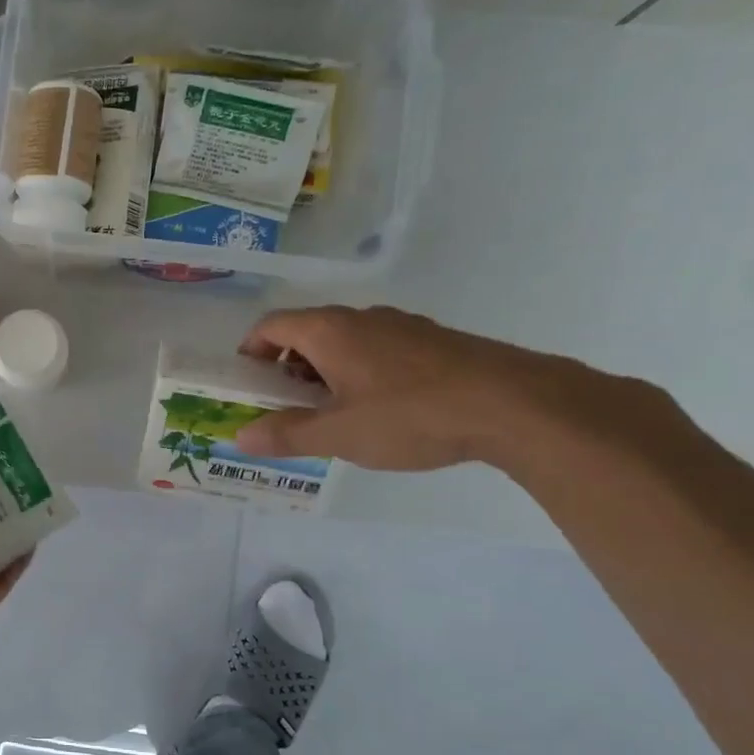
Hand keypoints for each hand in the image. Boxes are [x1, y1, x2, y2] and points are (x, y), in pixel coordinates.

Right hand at [232, 306, 632, 470]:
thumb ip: (286, 434)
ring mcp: (401, 326)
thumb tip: (239, 437)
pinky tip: (381, 410)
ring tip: (334, 414)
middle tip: (287, 407)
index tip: (248, 384)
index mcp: (328, 330)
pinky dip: (361, 372)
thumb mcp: (338, 434)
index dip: (250, 351)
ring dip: (325, 371)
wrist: (513, 404)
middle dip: (287, 368)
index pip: (271, 325)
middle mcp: (361, 317)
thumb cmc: (409, 415)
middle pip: (306, 332)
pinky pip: (378, 349)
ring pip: (345, 341)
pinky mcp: (433, 341)